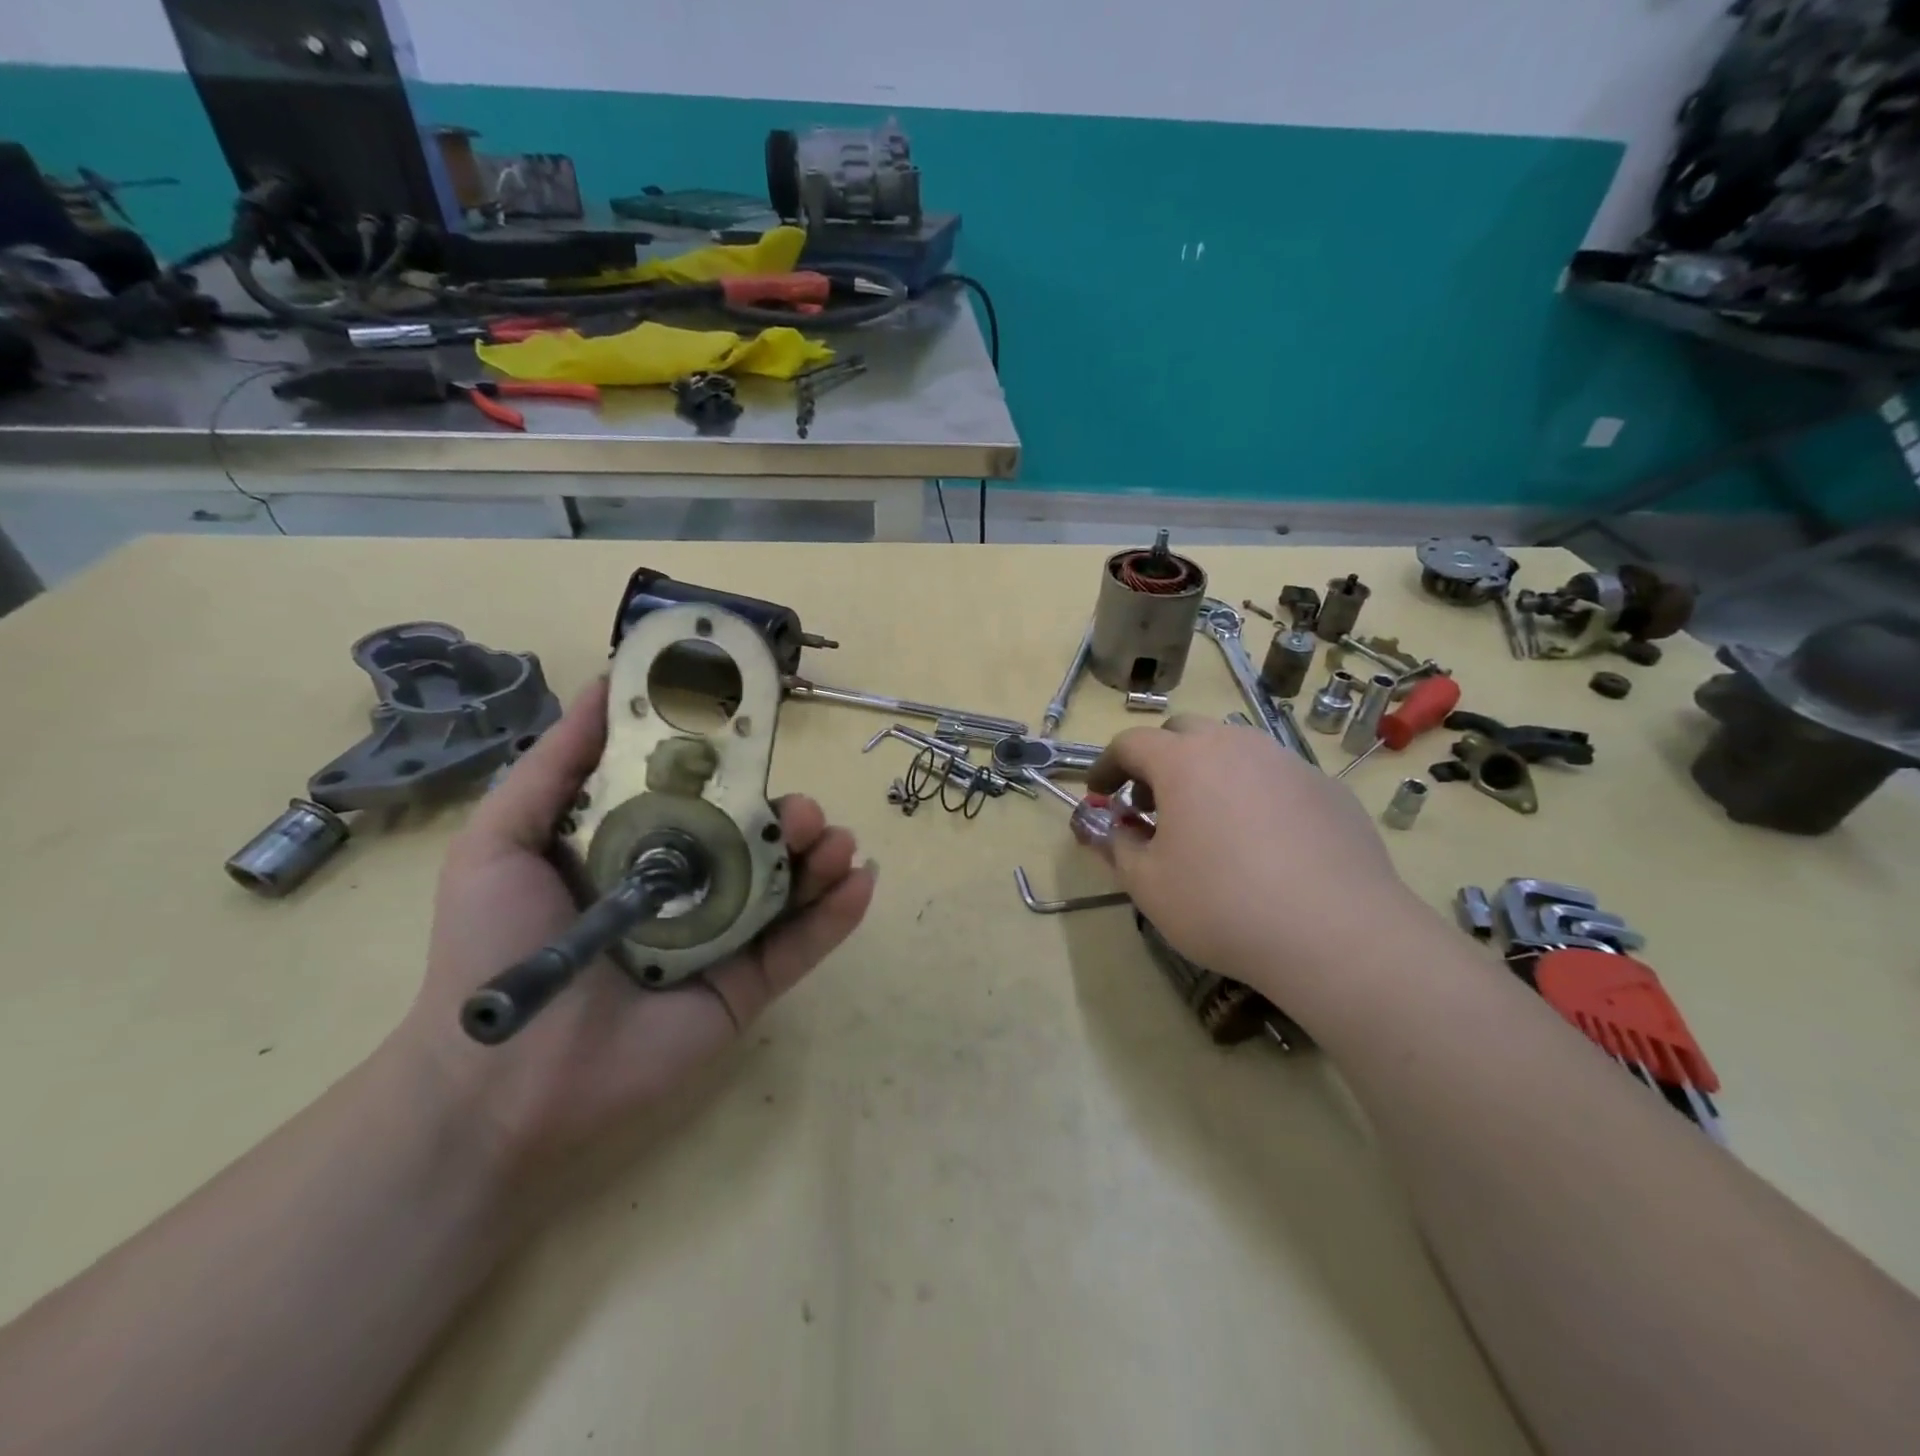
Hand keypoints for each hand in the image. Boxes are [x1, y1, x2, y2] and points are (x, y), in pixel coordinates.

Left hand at [398, 678, 876, 1172]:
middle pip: (757, 835)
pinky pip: (803, 945)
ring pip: (790, 884)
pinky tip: (861, 881)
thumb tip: (607, 681)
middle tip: (802, 810)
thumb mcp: (504, 840)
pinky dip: (839, 913)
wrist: (502, 1081)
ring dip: (823, 855)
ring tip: (834, 843)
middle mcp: (690, 885)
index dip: (735, 764)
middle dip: (790, 813)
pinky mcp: (749, 986)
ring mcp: (725, 937)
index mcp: (639, 848)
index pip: (702, 794)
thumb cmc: (493, 948)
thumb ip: (556, 764)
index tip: (761, 735)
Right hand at [1087, 717, 1419, 998]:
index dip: (1107, 765)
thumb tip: (1108, 828)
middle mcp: (1235, 746)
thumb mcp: (1148, 885)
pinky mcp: (1327, 789)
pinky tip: (1265, 843)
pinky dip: (1254, 794)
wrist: (1337, 934)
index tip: (1100, 791)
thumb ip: (1117, 847)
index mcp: (1183, 761)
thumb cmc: (1222, 905)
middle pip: (1184, 732)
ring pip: (1235, 750)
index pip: (1131, 742)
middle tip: (1153, 805)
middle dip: (1159, 760)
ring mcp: (1287, 762)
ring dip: (1209, 772)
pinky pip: (1276, 777)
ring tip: (1209, 823)